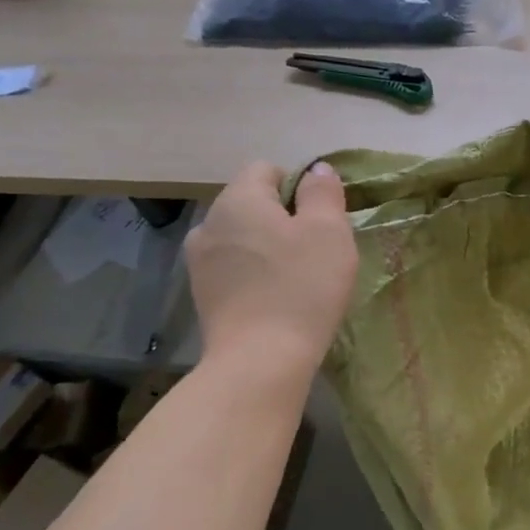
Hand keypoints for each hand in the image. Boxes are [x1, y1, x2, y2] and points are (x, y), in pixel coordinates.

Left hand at [185, 160, 357, 376]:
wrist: (261, 359)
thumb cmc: (302, 287)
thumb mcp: (329, 232)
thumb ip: (322, 193)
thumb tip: (316, 170)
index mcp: (238, 199)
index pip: (266, 169)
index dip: (298, 186)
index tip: (321, 219)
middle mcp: (209, 222)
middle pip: (251, 203)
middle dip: (283, 218)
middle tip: (316, 249)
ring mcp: (199, 261)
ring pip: (241, 237)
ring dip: (267, 246)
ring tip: (296, 276)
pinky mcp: (202, 294)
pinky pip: (233, 267)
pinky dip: (254, 273)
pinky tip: (275, 298)